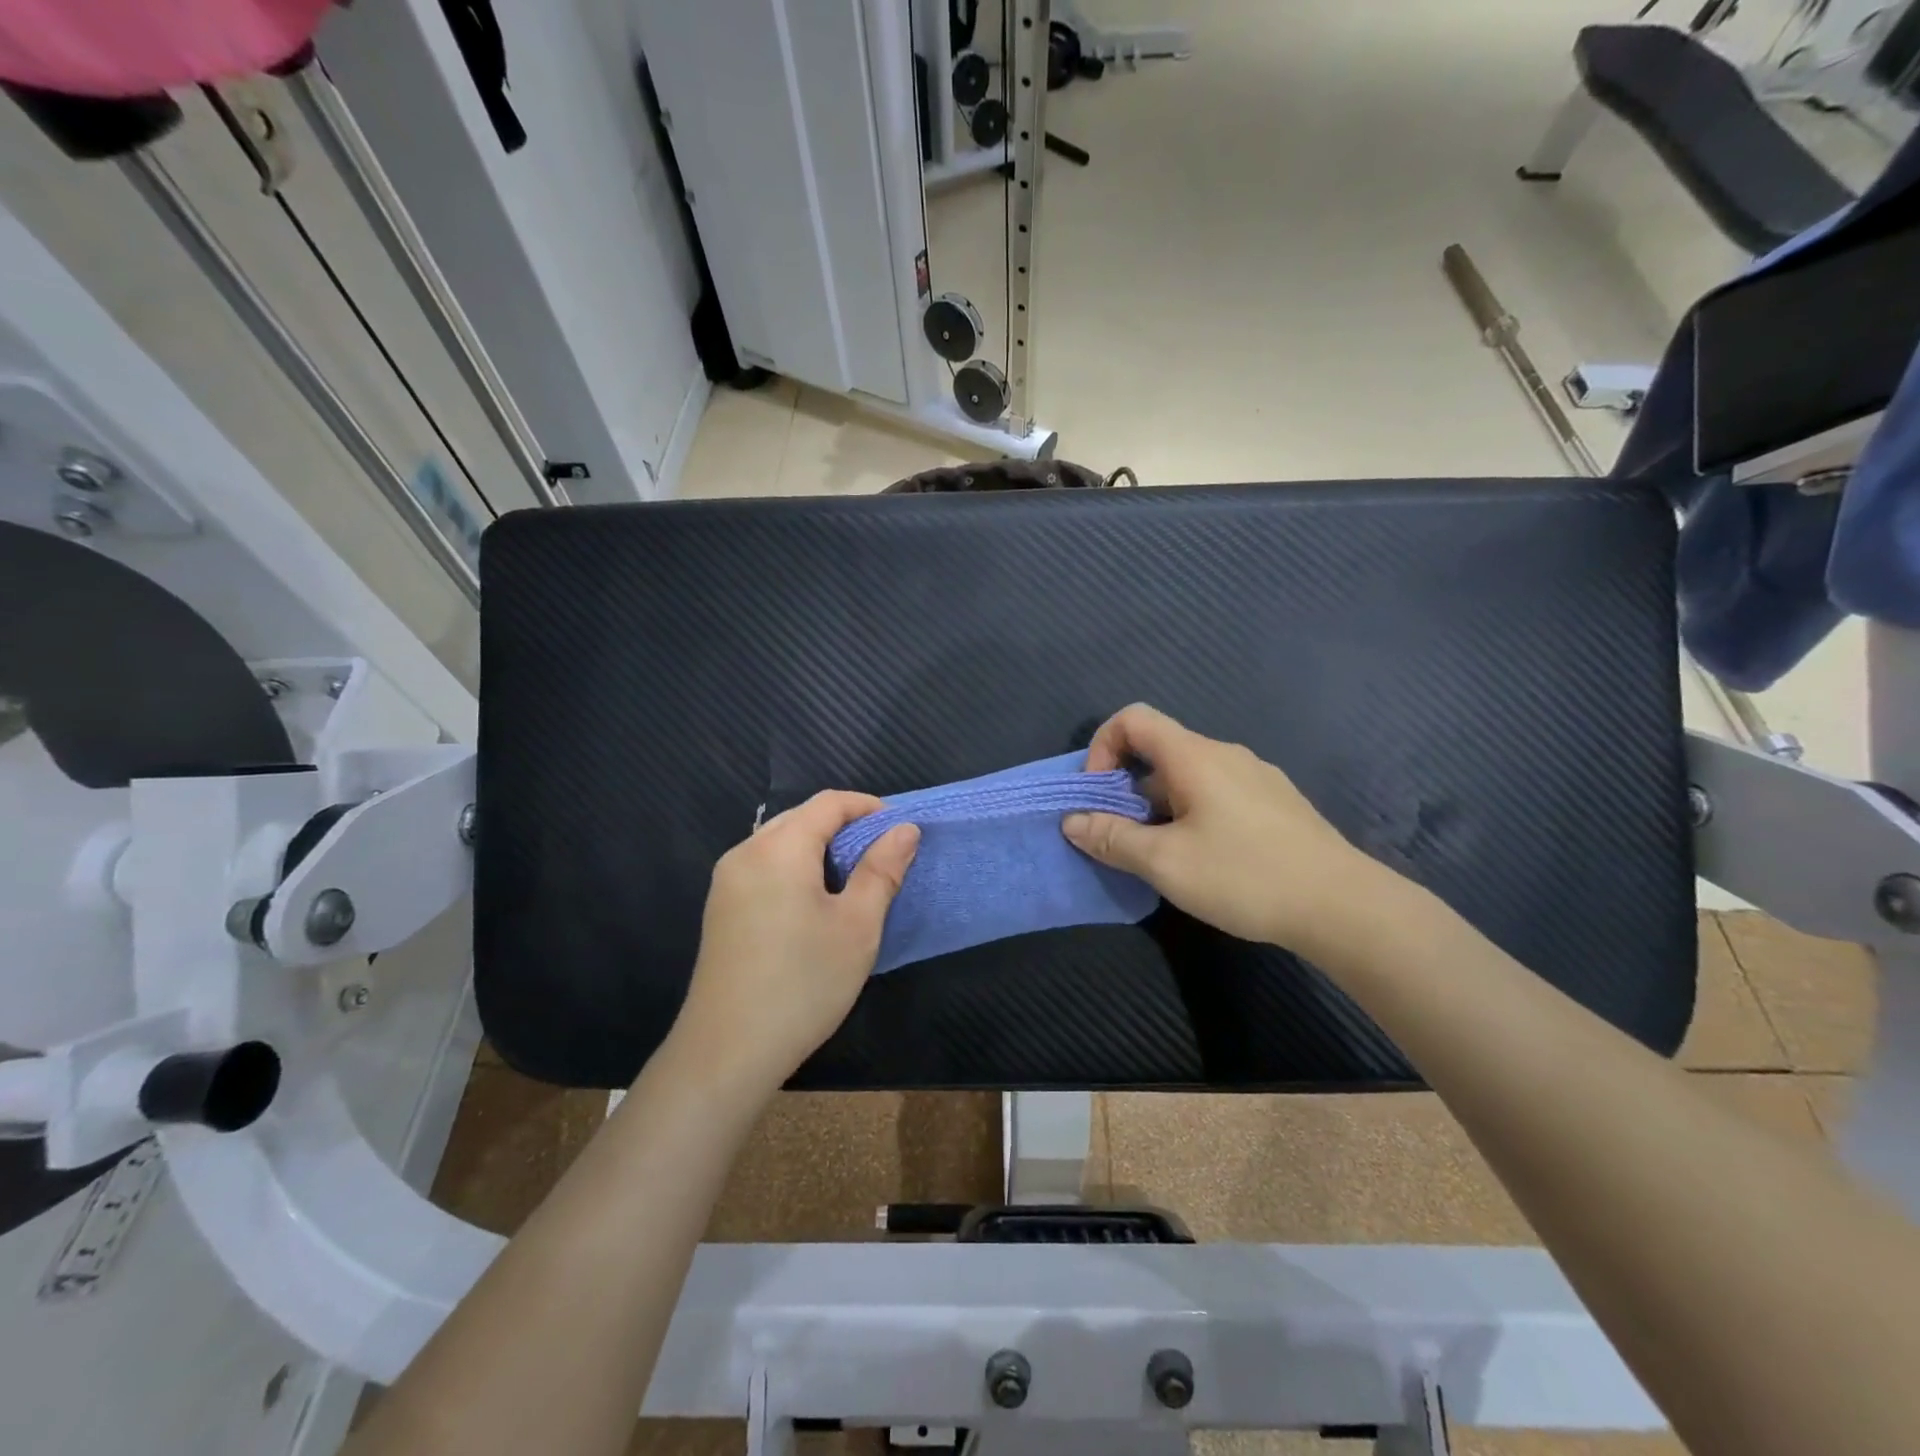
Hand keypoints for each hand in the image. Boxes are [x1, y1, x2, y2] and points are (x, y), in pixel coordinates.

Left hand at [674, 791, 917, 1093]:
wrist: (727, 1052)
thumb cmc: (803, 984)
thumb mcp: (857, 926)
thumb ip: (882, 870)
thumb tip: (905, 829)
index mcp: (779, 848)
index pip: (828, 803)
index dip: (868, 807)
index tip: (900, 830)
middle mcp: (745, 852)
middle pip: (801, 817)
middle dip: (845, 826)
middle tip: (882, 856)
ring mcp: (727, 881)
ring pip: (781, 842)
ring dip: (820, 848)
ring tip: (854, 880)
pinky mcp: (721, 908)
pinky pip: (764, 866)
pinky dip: (796, 868)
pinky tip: (815, 903)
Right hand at [1062, 704, 1380, 956]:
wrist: (1343, 906)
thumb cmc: (1245, 875)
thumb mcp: (1165, 863)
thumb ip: (1112, 838)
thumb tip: (1072, 821)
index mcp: (1194, 756)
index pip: (1133, 718)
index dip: (1102, 747)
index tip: (1099, 795)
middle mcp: (1225, 754)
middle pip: (1159, 751)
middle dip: (1127, 789)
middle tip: (1125, 838)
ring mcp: (1256, 777)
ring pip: (1188, 777)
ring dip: (1159, 808)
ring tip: (1165, 858)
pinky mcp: (1276, 803)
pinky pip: (1217, 794)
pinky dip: (1192, 815)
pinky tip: (1208, 862)